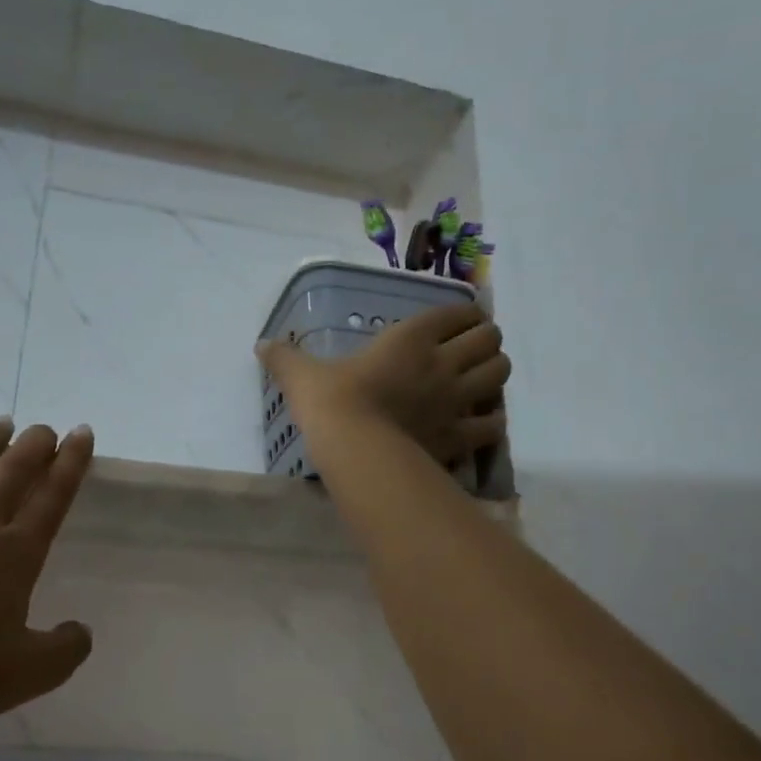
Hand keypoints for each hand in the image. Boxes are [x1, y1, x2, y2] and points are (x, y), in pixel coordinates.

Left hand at [0, 417, 95, 736]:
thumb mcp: (30, 674)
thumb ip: (67, 649)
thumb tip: (81, 630)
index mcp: (16, 553)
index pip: (53, 496)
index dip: (72, 462)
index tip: (81, 433)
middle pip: (12, 470)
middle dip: (35, 444)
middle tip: (45, 428)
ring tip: (0, 423)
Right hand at [259, 302, 508, 466]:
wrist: (354, 448)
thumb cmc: (331, 402)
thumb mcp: (303, 375)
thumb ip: (285, 358)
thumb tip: (261, 345)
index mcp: (411, 338)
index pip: (457, 312)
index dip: (463, 314)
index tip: (457, 322)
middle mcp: (442, 363)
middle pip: (490, 340)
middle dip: (486, 341)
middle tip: (471, 352)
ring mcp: (456, 400)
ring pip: (500, 374)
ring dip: (495, 373)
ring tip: (481, 381)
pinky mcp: (460, 436)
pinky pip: (494, 424)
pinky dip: (493, 420)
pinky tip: (482, 422)